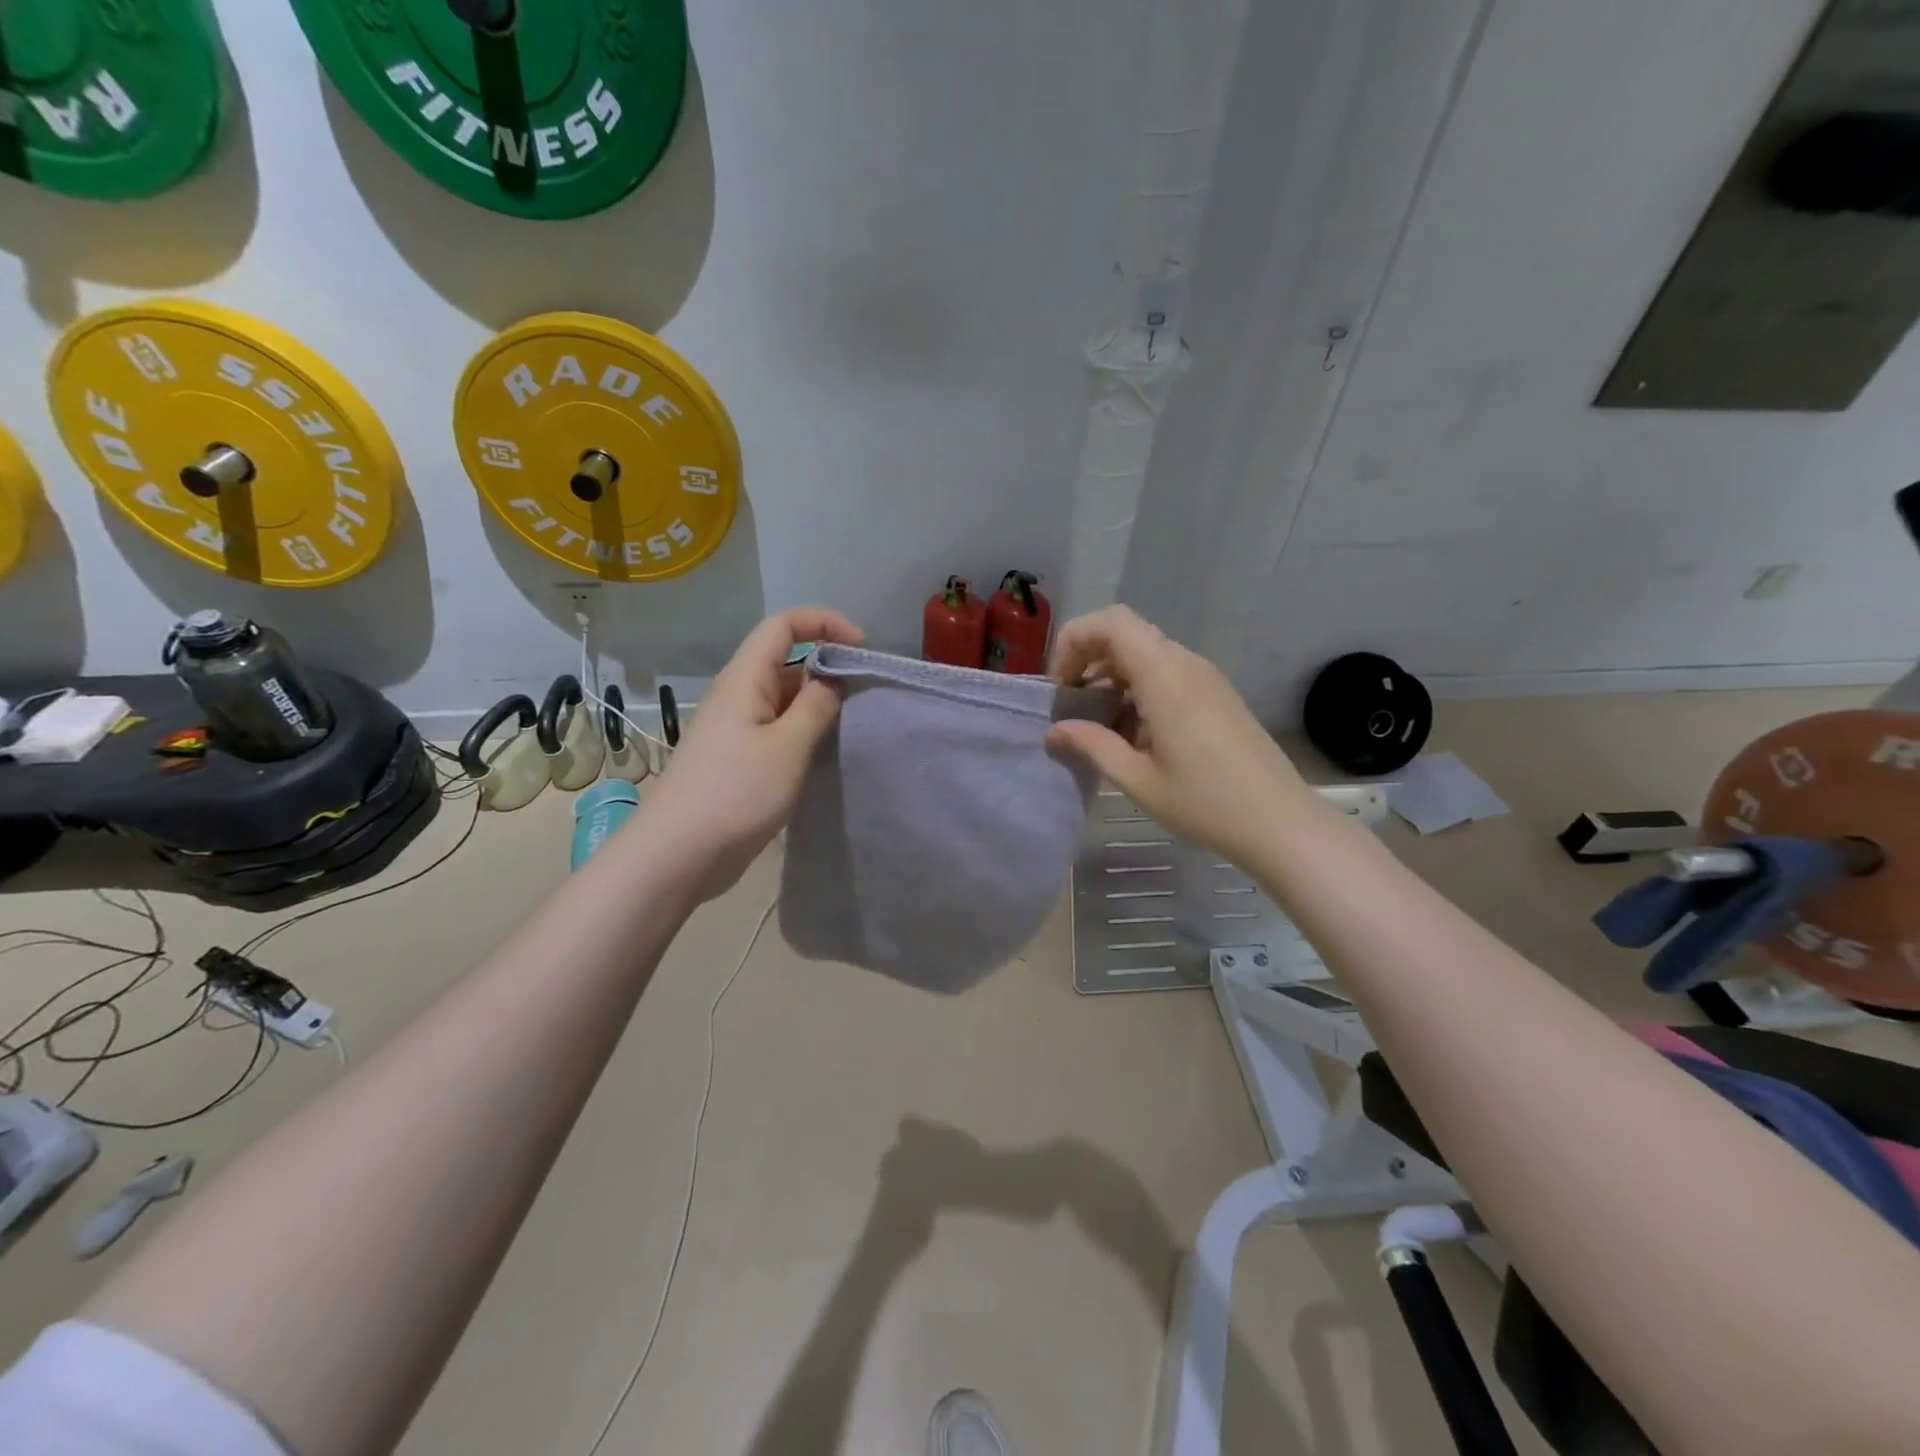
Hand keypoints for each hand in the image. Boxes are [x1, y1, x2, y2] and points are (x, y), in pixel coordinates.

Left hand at [646, 606, 863, 898]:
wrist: (678, 854)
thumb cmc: (735, 793)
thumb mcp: (788, 746)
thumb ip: (816, 706)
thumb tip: (831, 679)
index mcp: (744, 679)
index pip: (783, 625)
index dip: (823, 622)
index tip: (861, 647)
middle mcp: (738, 695)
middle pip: (785, 660)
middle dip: (827, 666)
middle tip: (864, 695)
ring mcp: (736, 728)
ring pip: (783, 698)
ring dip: (817, 703)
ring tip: (851, 726)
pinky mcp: (738, 759)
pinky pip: (777, 728)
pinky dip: (803, 731)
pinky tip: (823, 754)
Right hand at [1046, 606, 1303, 862]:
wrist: (1279, 821)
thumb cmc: (1205, 803)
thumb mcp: (1137, 780)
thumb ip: (1092, 746)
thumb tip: (1056, 730)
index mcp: (1164, 677)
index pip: (1111, 623)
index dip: (1075, 641)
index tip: (1061, 687)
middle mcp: (1185, 664)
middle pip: (1125, 633)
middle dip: (1087, 659)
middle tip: (1070, 704)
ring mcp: (1204, 677)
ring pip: (1144, 653)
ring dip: (1111, 676)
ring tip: (1096, 724)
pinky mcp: (1214, 694)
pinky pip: (1165, 672)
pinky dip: (1136, 688)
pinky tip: (1132, 733)